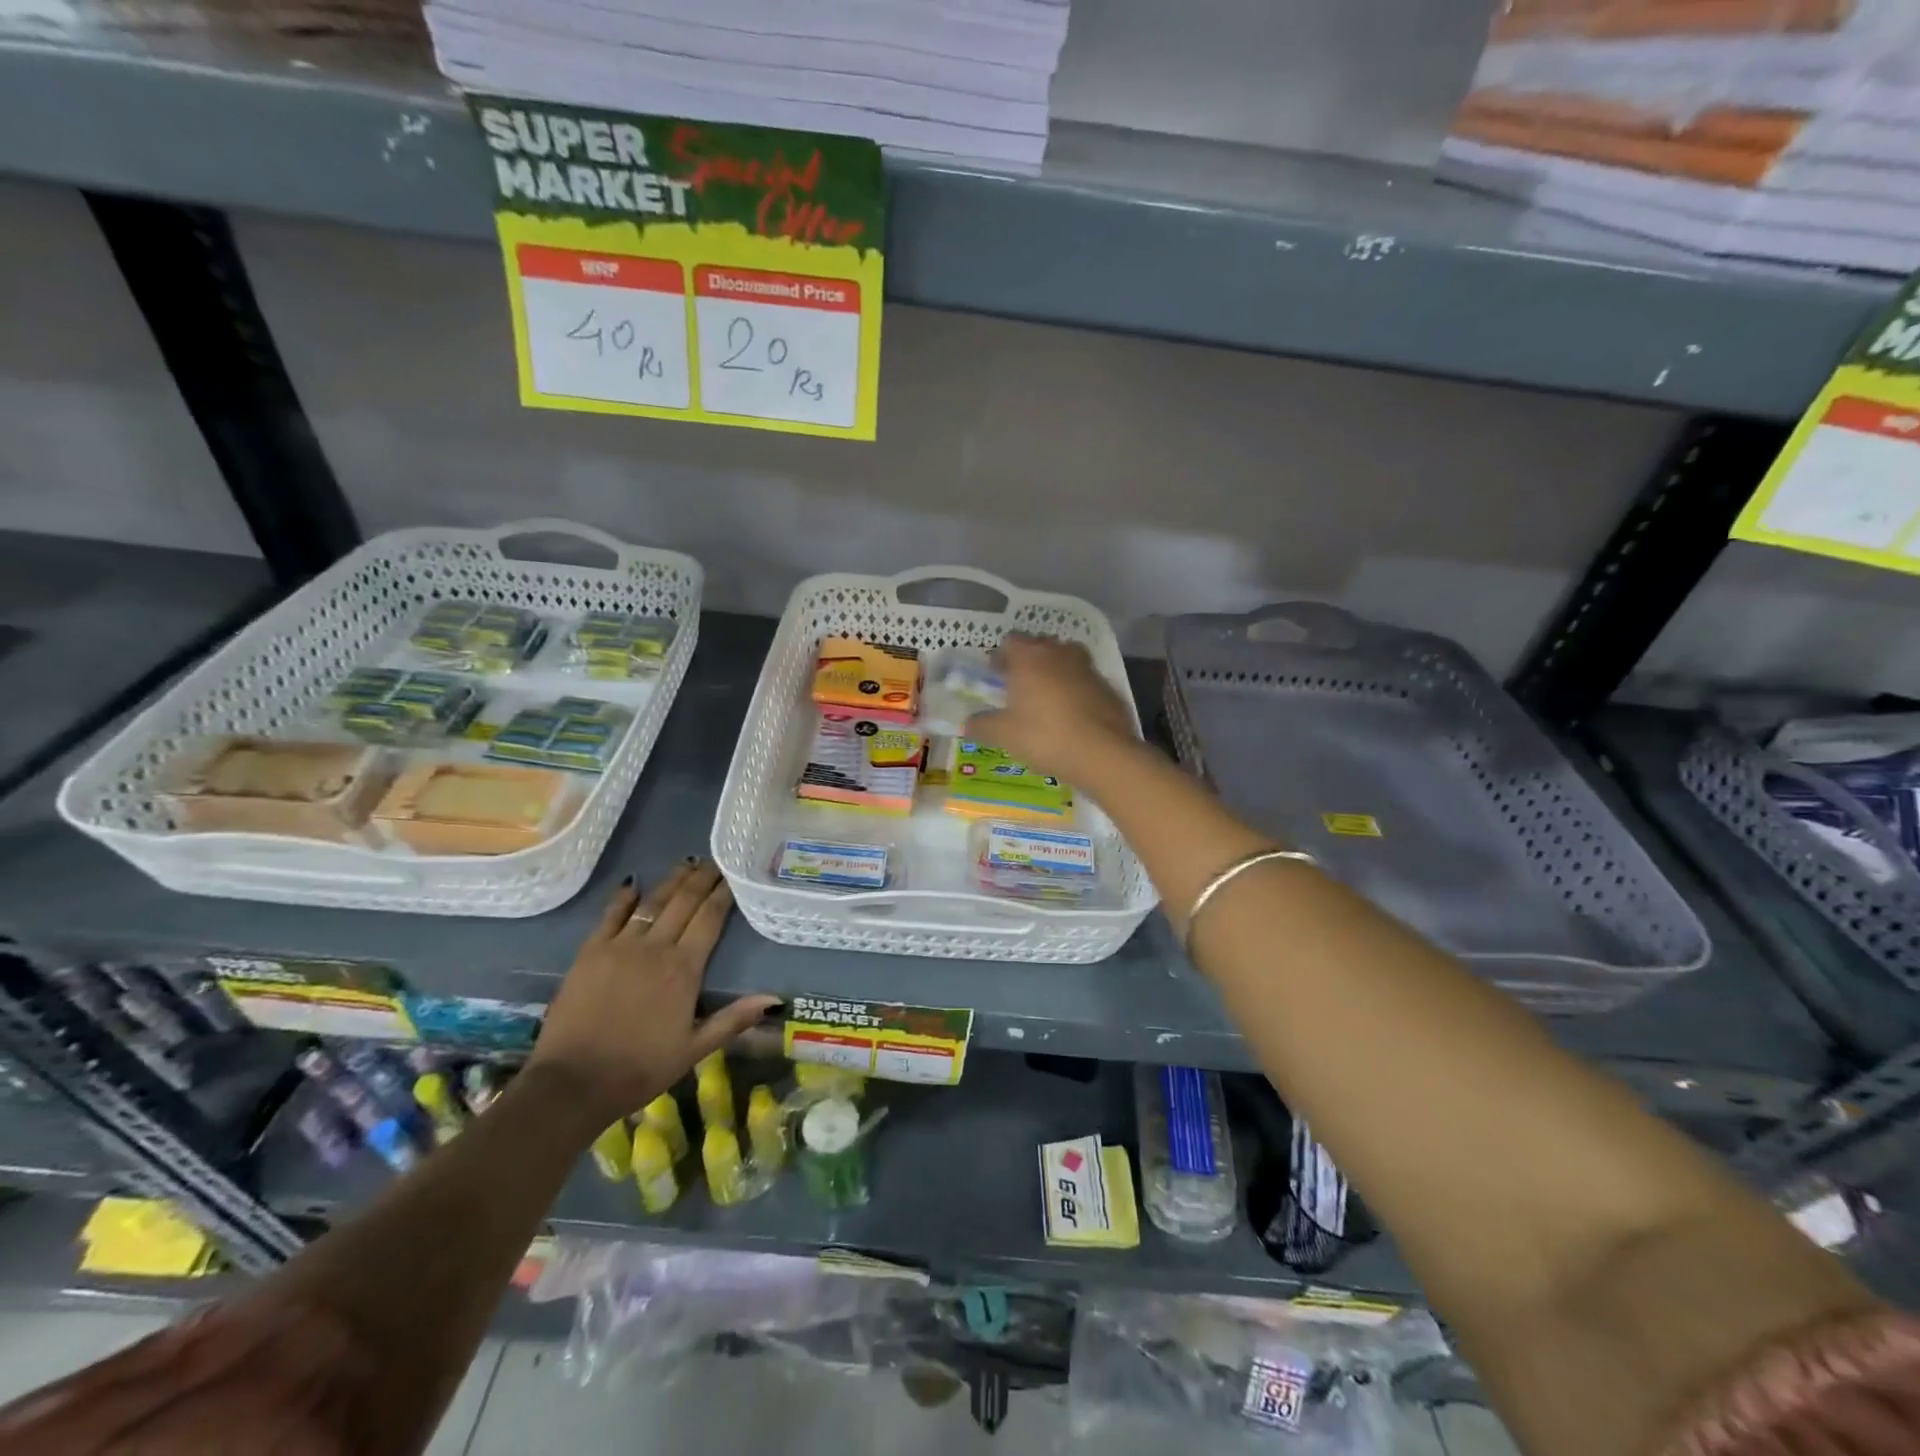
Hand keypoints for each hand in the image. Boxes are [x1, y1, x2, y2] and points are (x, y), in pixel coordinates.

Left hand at [527, 861, 778, 1125]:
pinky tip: (633, 884)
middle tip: (714, 862)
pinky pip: (611, 915)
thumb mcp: (694, 1050)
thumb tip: (774, 998)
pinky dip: (624, 898)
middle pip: (683, 902)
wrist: (572, 1084)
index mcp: (684, 969)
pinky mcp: (590, 952)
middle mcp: (655, 948)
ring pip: (651, 902)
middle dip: (701, 879)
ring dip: (671, 881)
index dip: (722, 894)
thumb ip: (733, 1019)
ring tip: (686, 863)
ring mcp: (620, 946)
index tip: (732, 876)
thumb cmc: (640, 1069)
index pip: (709, 918)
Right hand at [964, 634, 1136, 780]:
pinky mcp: (1108, 688)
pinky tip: (1071, 715)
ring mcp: (1088, 669)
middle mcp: (1059, 654)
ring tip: (1046, 699)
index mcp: (1029, 657)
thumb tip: (966, 723)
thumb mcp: (1003, 734)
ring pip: (1066, 661)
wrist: (1101, 753)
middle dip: (1029, 661)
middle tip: (1019, 685)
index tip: (995, 675)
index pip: (1010, 642)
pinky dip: (1076, 691)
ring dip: (1055, 673)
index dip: (1001, 657)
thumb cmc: (1043, 736)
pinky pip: (1085, 682)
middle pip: (1040, 646)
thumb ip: (982, 725)